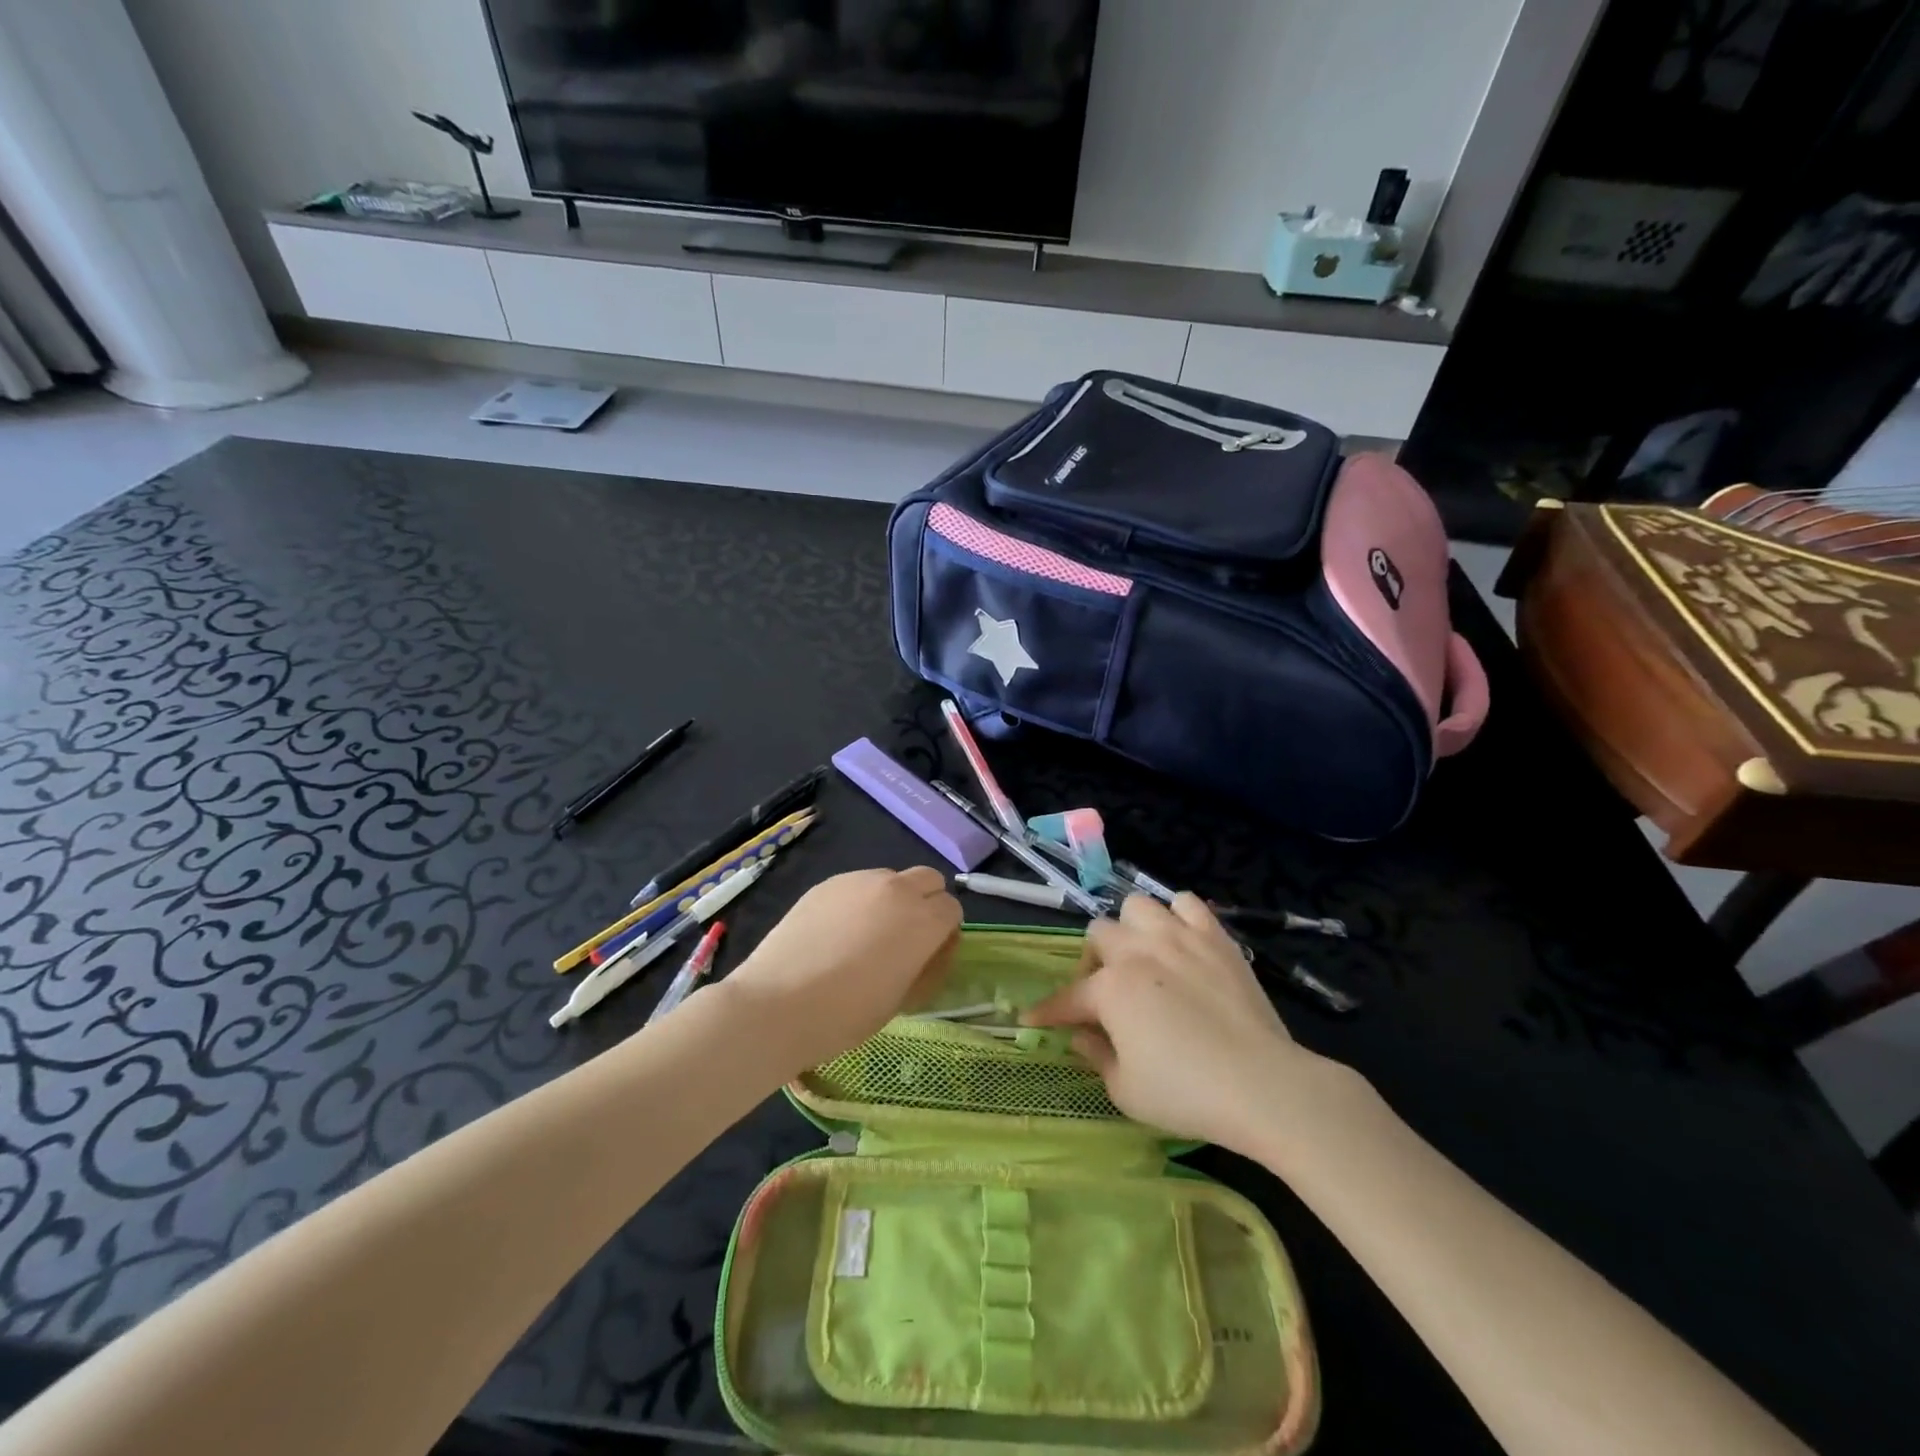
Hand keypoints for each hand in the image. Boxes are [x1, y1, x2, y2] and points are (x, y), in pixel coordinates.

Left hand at [713, 867, 960, 1074]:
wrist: (778, 1003)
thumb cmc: (848, 1014)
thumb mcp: (903, 998)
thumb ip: (926, 964)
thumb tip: (932, 948)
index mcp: (923, 920)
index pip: (952, 909)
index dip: (944, 932)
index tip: (928, 955)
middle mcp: (897, 889)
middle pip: (928, 880)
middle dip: (926, 903)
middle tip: (905, 938)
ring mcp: (859, 880)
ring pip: (891, 879)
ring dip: (891, 900)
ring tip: (865, 936)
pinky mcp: (828, 883)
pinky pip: (857, 885)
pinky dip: (858, 902)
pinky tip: (835, 933)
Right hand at [1023, 893, 1324, 1151]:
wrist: (1263, 1085)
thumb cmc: (1187, 1094)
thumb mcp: (1125, 1091)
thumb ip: (1096, 1056)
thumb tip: (1081, 1035)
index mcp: (1111, 988)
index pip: (1067, 997)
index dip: (1047, 1011)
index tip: (1031, 1019)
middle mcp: (1138, 951)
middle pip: (1099, 934)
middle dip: (1094, 961)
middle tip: (1107, 992)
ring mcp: (1179, 937)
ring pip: (1137, 906)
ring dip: (1132, 929)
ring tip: (1143, 957)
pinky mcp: (1216, 937)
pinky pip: (1187, 903)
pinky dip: (1178, 916)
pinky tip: (1181, 942)